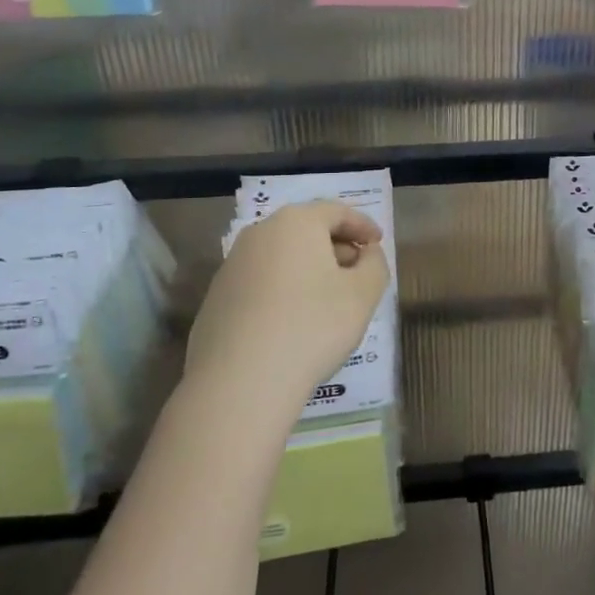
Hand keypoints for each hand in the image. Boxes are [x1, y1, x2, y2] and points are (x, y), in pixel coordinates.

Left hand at [185, 202, 389, 411]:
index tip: (378, 243)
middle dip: (336, 246)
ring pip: (281, 256)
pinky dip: (283, 291)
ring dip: (308, 269)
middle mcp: (259, 234)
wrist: (239, 383)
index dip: (362, 225)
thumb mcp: (363, 295)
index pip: (336, 211)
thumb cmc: (312, 327)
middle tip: (358, 271)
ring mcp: (231, 266)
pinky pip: (260, 283)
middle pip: (305, 230)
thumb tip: (367, 254)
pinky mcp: (216, 299)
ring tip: (328, 298)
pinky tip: (294, 321)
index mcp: (296, 223)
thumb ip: (375, 265)